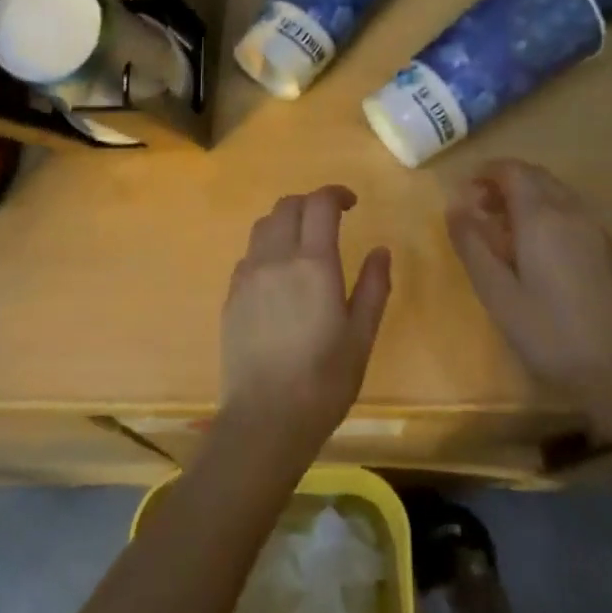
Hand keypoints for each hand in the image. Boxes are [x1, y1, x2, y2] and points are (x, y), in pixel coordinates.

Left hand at [220, 186, 391, 453]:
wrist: (265, 418)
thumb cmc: (324, 380)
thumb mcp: (361, 335)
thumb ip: (373, 286)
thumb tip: (380, 250)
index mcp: (313, 264)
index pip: (319, 204)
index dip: (335, 194)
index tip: (351, 203)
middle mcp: (276, 259)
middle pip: (287, 206)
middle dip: (310, 203)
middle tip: (330, 220)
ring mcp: (248, 276)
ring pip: (263, 226)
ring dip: (286, 222)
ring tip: (303, 243)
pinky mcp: (231, 296)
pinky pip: (249, 255)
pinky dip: (267, 248)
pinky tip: (279, 275)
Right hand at [446, 160, 611, 414]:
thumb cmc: (547, 331)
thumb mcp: (496, 292)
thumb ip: (471, 244)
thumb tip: (454, 207)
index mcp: (541, 216)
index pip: (512, 170)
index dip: (485, 172)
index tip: (464, 192)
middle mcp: (571, 210)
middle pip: (535, 176)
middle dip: (504, 182)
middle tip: (478, 210)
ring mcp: (595, 227)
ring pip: (555, 192)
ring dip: (526, 197)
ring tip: (503, 230)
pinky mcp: (608, 247)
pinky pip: (571, 211)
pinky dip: (547, 212)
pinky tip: (536, 248)